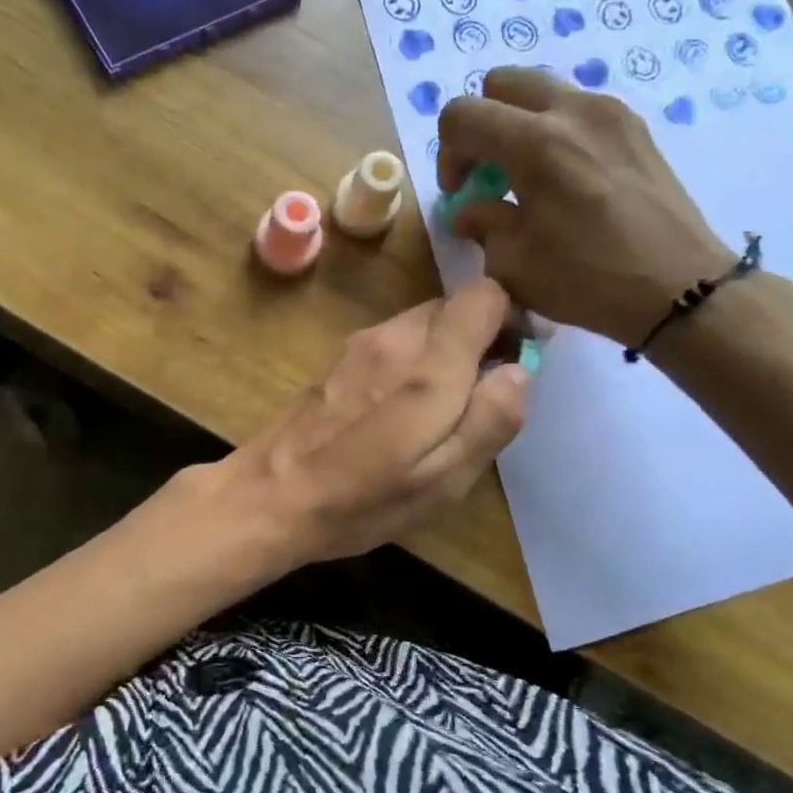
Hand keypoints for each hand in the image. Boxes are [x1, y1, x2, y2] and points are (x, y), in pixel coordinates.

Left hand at [226, 278, 529, 563]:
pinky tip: (400, 410)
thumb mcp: (445, 479)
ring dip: (444, 350)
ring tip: (442, 408)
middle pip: (453, 306)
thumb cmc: (364, 498)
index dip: (511, 316)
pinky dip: (413, 360)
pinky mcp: (339, 360)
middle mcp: (394, 337)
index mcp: (429, 362)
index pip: (484, 294)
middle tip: (483, 392)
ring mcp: (361, 345)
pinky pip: (393, 343)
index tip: (517, 355)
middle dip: (478, 337)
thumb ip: (491, 419)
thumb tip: (520, 370)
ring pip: (422, 324)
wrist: (271, 496)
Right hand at [437, 67, 731, 344]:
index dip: (448, 154)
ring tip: (528, 174)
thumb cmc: (589, 281)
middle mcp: (572, 111)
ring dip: (520, 123)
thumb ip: (482, 224)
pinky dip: (556, 130)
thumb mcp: (514, 264)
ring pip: (542, 90)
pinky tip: (567, 178)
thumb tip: (469, 209)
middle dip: (481, 124)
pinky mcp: (635, 126)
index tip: (462, 192)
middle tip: (488, 171)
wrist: (681, 288)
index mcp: (534, 144)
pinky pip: (578, 108)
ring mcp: (609, 112)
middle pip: (500, 83)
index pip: (461, 115)